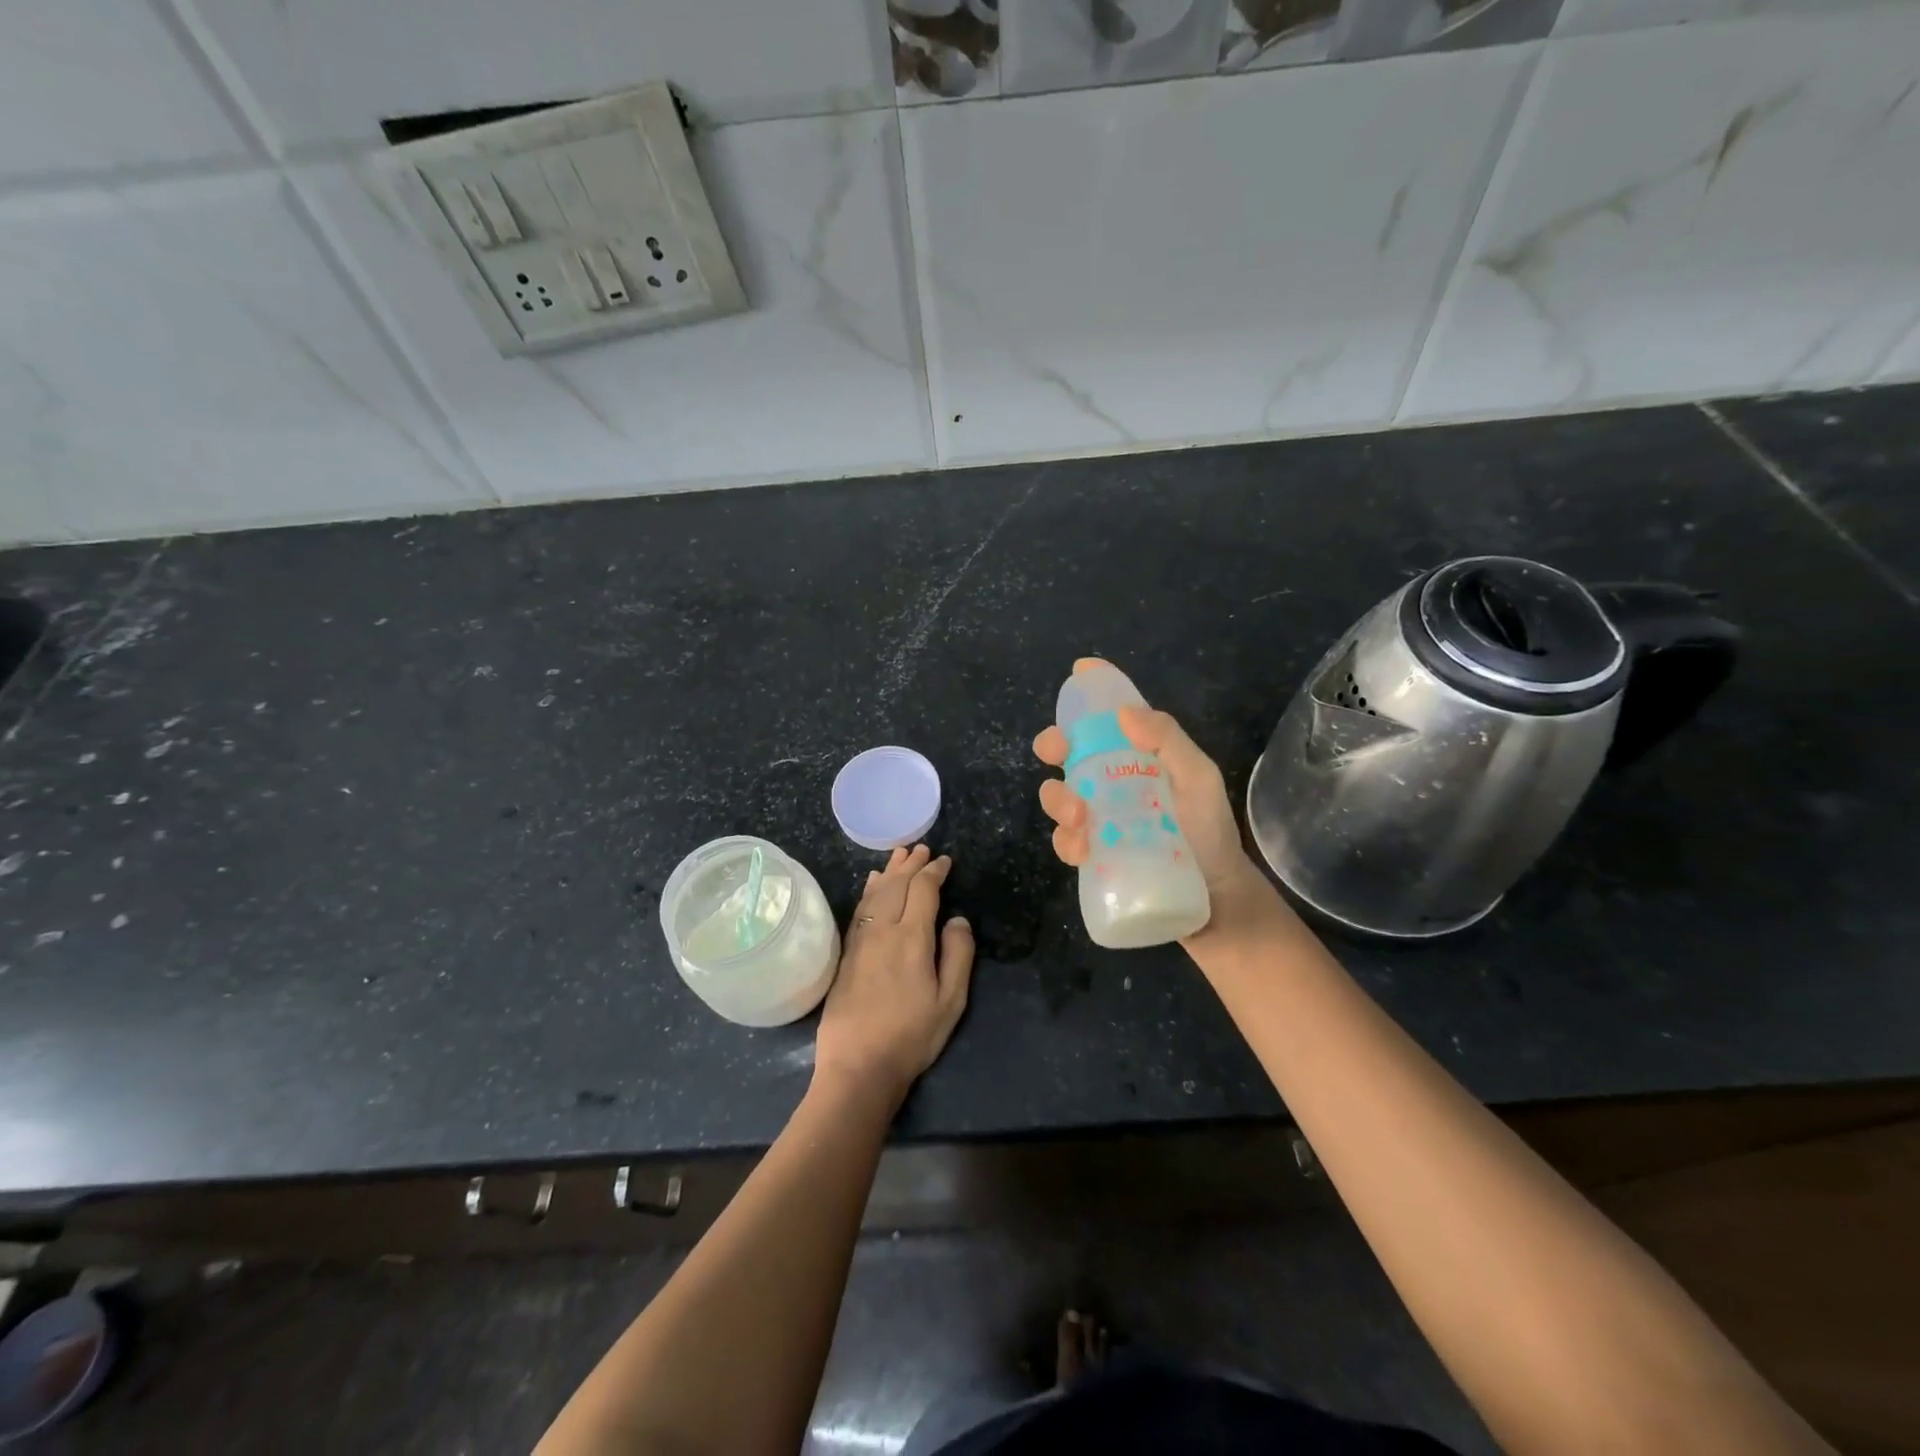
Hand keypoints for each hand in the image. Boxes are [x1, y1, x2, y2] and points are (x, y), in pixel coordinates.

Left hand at [814, 845, 974, 1106]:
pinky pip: (860, 910)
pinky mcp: (847, 954)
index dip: (935, 872)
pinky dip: (869, 891)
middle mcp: (883, 930)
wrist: (858, 1065)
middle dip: (911, 864)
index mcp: (912, 938)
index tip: (945, 861)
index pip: (923, 891)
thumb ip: (958, 955)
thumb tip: (958, 919)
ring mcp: (861, 941)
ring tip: (899, 856)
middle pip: (897, 885)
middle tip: (922, 849)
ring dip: (890, 872)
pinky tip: (872, 885)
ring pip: (875, 894)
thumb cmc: (912, 1036)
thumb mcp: (950, 1001)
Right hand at [1034, 658, 1275, 943]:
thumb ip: (1170, 742)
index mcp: (1139, 759)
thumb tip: (1124, 711)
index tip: (1079, 672)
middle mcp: (1113, 783)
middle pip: (1069, 754)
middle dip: (1053, 745)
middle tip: (1055, 751)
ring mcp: (1099, 820)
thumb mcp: (1200, 781)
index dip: (1092, 694)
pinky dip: (1066, 841)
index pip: (1110, 719)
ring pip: (1058, 797)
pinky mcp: (1093, 856)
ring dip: (1058, 799)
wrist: (1215, 901)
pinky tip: (1082, 850)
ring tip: (1080, 815)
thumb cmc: (1211, 834)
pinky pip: (1065, 841)